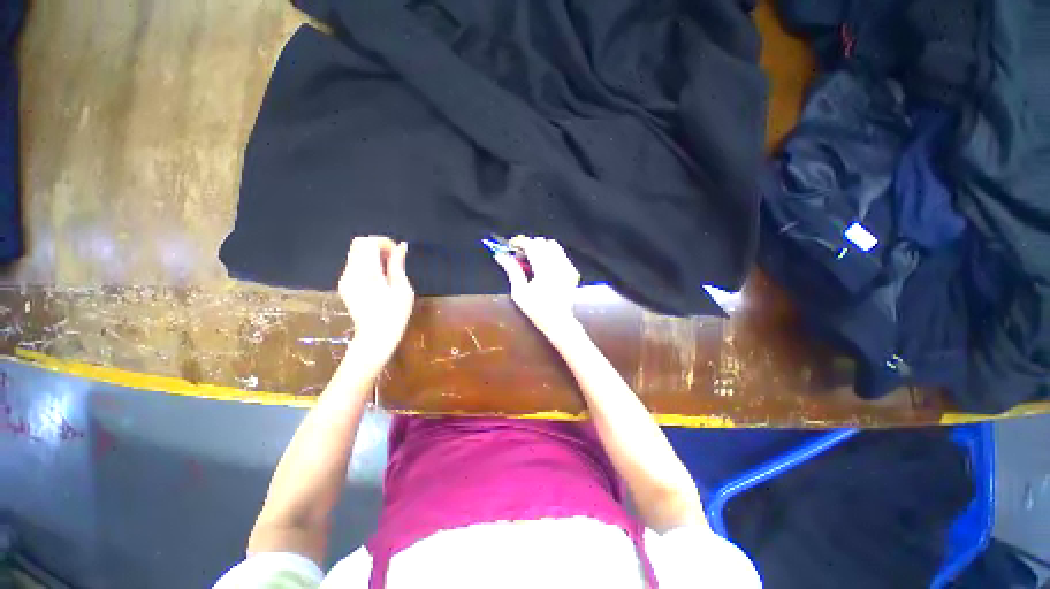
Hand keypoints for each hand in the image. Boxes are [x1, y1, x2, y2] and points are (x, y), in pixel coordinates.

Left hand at [338, 236, 414, 366]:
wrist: (376, 337)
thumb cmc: (395, 314)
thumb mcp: (402, 289)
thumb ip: (398, 265)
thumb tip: (401, 246)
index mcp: (367, 273)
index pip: (368, 243)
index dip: (384, 242)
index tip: (397, 253)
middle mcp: (351, 273)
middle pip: (358, 244)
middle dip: (377, 245)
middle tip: (393, 258)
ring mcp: (345, 279)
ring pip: (355, 253)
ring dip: (372, 254)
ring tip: (388, 269)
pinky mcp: (344, 285)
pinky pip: (354, 264)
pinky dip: (367, 263)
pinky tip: (379, 277)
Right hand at [494, 236, 581, 339]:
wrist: (558, 321)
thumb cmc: (536, 309)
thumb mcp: (519, 292)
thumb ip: (512, 270)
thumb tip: (500, 255)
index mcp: (544, 270)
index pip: (532, 245)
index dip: (520, 242)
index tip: (511, 245)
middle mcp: (558, 265)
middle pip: (543, 242)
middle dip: (529, 245)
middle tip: (520, 256)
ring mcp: (568, 267)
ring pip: (553, 246)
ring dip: (541, 248)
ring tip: (532, 260)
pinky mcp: (573, 271)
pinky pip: (561, 254)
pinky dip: (551, 255)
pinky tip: (545, 266)